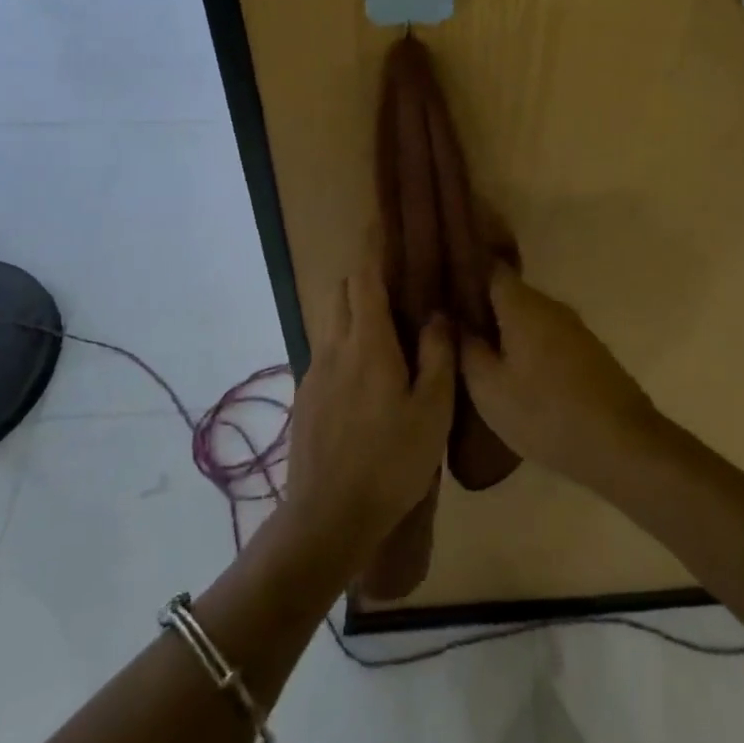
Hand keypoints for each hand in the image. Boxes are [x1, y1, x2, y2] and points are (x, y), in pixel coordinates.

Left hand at [285, 272, 454, 562]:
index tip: (382, 224)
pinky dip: (346, 342)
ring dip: (355, 310)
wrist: (327, 518)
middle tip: (397, 282)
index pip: (364, 278)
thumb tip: (437, 314)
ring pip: (332, 321)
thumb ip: (437, 356)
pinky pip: (327, 351)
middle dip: (364, 276)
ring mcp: (314, 372)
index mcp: (367, 344)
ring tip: (387, 327)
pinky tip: (369, 374)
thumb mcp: (432, 411)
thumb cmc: (390, 462)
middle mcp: (333, 347)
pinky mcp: (306, 397)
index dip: (373, 248)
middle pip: (342, 292)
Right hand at [461, 263, 664, 489]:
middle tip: (450, 327)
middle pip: (509, 294)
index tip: (441, 286)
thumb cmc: (546, 413)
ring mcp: (573, 328)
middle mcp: (550, 305)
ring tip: (476, 352)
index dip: (465, 271)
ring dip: (504, 329)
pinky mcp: (587, 351)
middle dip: (481, 306)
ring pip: (528, 317)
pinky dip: (526, 346)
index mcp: (523, 305)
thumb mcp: (489, 389)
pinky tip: (513, 372)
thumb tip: (451, 320)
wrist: (622, 443)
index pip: (490, 268)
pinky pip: (546, 336)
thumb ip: (466, 349)